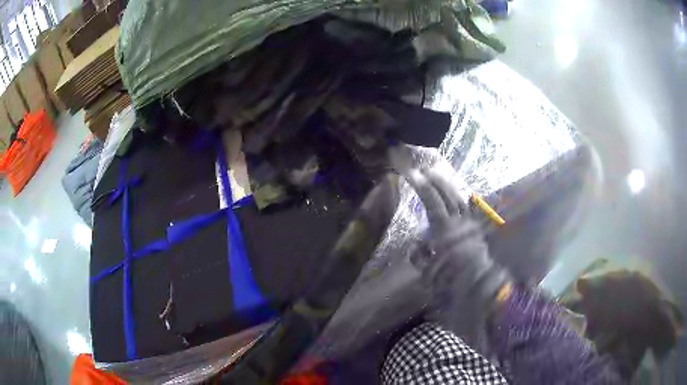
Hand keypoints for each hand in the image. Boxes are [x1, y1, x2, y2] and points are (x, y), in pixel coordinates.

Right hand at [407, 168, 509, 337]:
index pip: (433, 203)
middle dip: (436, 182)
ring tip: (439, 177)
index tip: (412, 174)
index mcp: (446, 232)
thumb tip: (415, 244)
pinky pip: (471, 212)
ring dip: (448, 188)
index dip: (422, 187)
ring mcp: (471, 226)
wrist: (483, 289)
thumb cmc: (454, 284)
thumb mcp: (430, 274)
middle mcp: (460, 224)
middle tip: (424, 170)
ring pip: (460, 200)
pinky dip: (465, 202)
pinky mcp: (479, 232)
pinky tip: (462, 197)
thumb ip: (420, 258)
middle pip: (447, 196)